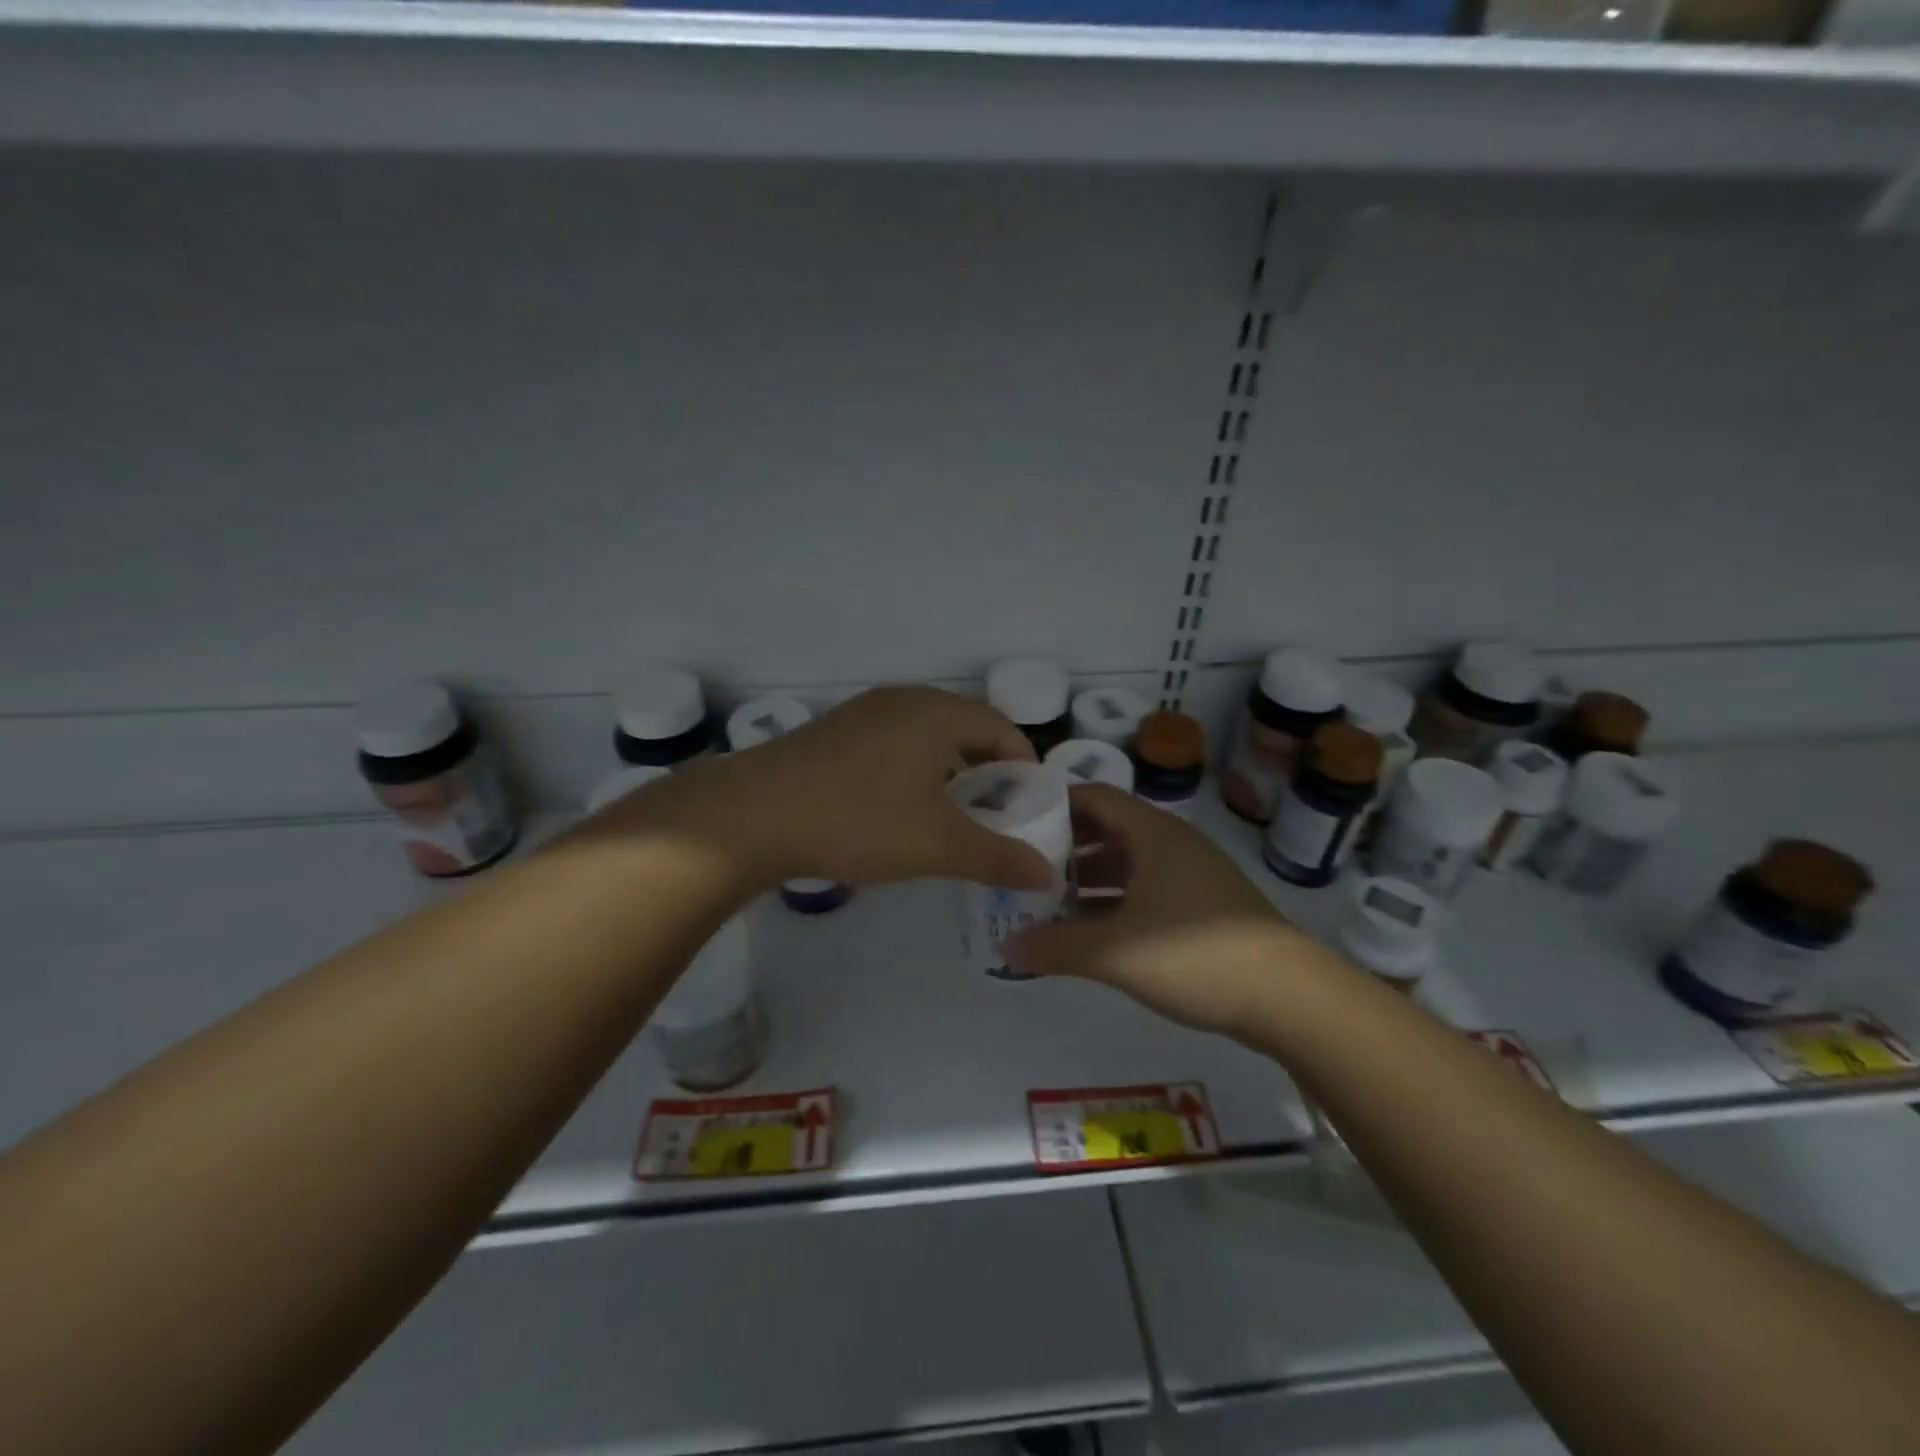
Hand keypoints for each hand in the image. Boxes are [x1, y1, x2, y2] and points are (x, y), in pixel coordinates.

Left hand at [601, 686, 1057, 893]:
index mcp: (938, 713)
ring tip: (949, 812)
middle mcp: (904, 700)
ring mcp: (864, 711)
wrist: (752, 814)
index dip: (1025, 765)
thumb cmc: (859, 820)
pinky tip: (898, 805)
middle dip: (988, 768)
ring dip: (948, 767)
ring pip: (926, 734)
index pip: (1002, 728)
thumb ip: (998, 857)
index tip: (1030, 805)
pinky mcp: (834, 730)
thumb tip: (1048, 874)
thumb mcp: (937, 845)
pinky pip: (893, 741)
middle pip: (965, 726)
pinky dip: (913, 767)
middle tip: (995, 812)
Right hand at [1006, 785, 1315, 1038]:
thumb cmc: (1196, 956)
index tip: (1013, 825)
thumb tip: (1005, 946)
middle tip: (1021, 869)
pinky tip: (1090, 933)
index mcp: (1151, 833)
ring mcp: (1190, 874)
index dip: (1051, 805)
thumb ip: (1056, 947)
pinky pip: (1145, 890)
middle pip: (1105, 829)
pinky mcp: (1202, 906)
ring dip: (1086, 881)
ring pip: (1125, 864)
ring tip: (1045, 905)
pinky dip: (1113, 904)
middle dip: (1062, 848)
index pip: (1091, 796)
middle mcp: (1171, 843)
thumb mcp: (1115, 952)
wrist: (1291, 998)